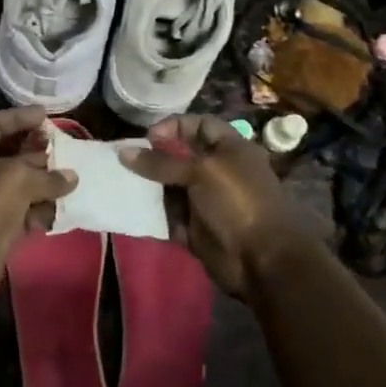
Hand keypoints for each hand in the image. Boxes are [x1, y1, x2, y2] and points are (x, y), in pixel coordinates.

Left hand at [0, 106, 76, 299]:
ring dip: (44, 182)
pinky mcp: (0, 224)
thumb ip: (49, 175)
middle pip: (10, 152)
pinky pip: (26, 211)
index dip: (18, 116)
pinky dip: (42, 210)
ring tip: (72, 178)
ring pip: (21, 184)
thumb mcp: (21, 178)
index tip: (45, 116)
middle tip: (62, 147)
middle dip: (36, 150)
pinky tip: (64, 209)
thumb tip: (72, 177)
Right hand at [120, 115, 325, 296]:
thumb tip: (124, 152)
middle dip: (155, 157)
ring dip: (150, 185)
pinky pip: (169, 213)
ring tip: (125, 183)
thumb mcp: (201, 172)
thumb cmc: (237, 203)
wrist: (261, 261)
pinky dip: (153, 211)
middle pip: (181, 156)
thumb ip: (161, 162)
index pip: (200, 125)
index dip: (175, 126)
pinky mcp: (196, 226)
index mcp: (231, 149)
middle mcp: (219, 171)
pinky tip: (133, 207)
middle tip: (129, 161)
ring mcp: (206, 200)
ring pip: (171, 185)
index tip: (148, 137)